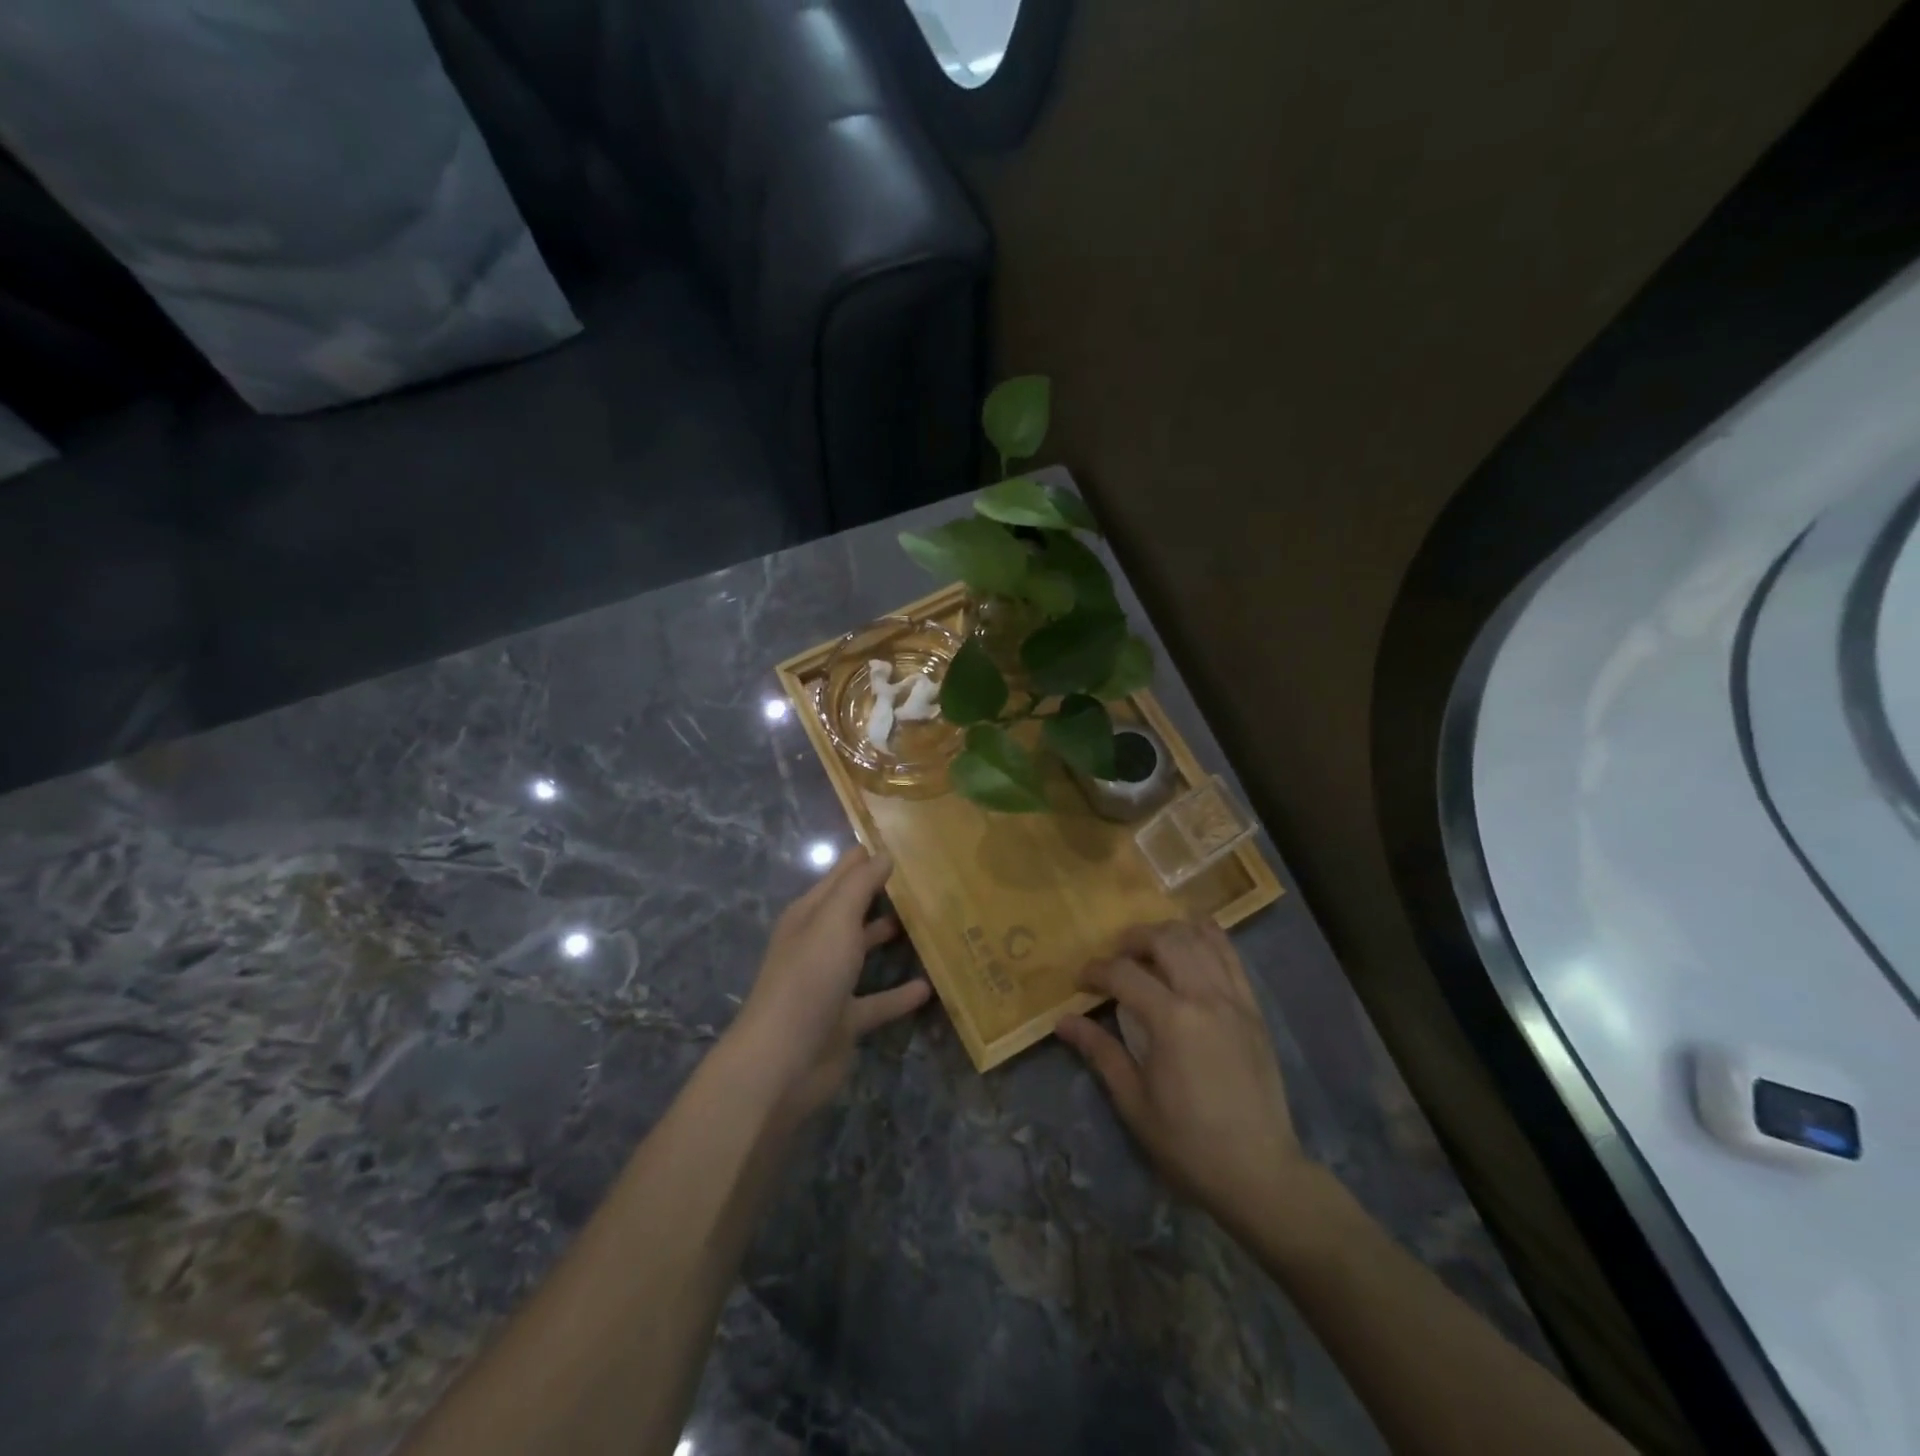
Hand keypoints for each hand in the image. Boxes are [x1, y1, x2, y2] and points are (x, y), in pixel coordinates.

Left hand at [731, 845, 930, 1117]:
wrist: (783, 1061)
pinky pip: (878, 1001)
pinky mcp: (844, 1020)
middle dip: (884, 895)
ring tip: (932, 924)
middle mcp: (818, 943)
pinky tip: (929, 988)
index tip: (907, 843)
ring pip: (864, 952)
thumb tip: (883, 853)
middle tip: (928, 881)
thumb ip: (859, 885)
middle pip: (854, 911)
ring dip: (890, 939)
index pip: (842, 875)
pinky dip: (899, 994)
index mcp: (809, 914)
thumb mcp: (835, 920)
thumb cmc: (809, 977)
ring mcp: (830, 983)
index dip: (868, 857)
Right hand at [1056, 918, 1317, 1235]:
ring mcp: (1235, 1000)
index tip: (1080, 982)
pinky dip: (1208, 939)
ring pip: (1202, 938)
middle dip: (1133, 939)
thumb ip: (1100, 1051)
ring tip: (1150, 947)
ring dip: (1170, 932)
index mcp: (1172, 1021)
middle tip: (1115, 957)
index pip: (1124, 974)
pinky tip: (1192, 942)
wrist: (1259, 1173)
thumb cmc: (1188, 1143)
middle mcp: (1205, 997)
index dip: (1096, 971)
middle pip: (1166, 940)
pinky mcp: (1254, 1010)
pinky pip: (1232, 957)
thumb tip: (1063, 1021)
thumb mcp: (1134, 1101)